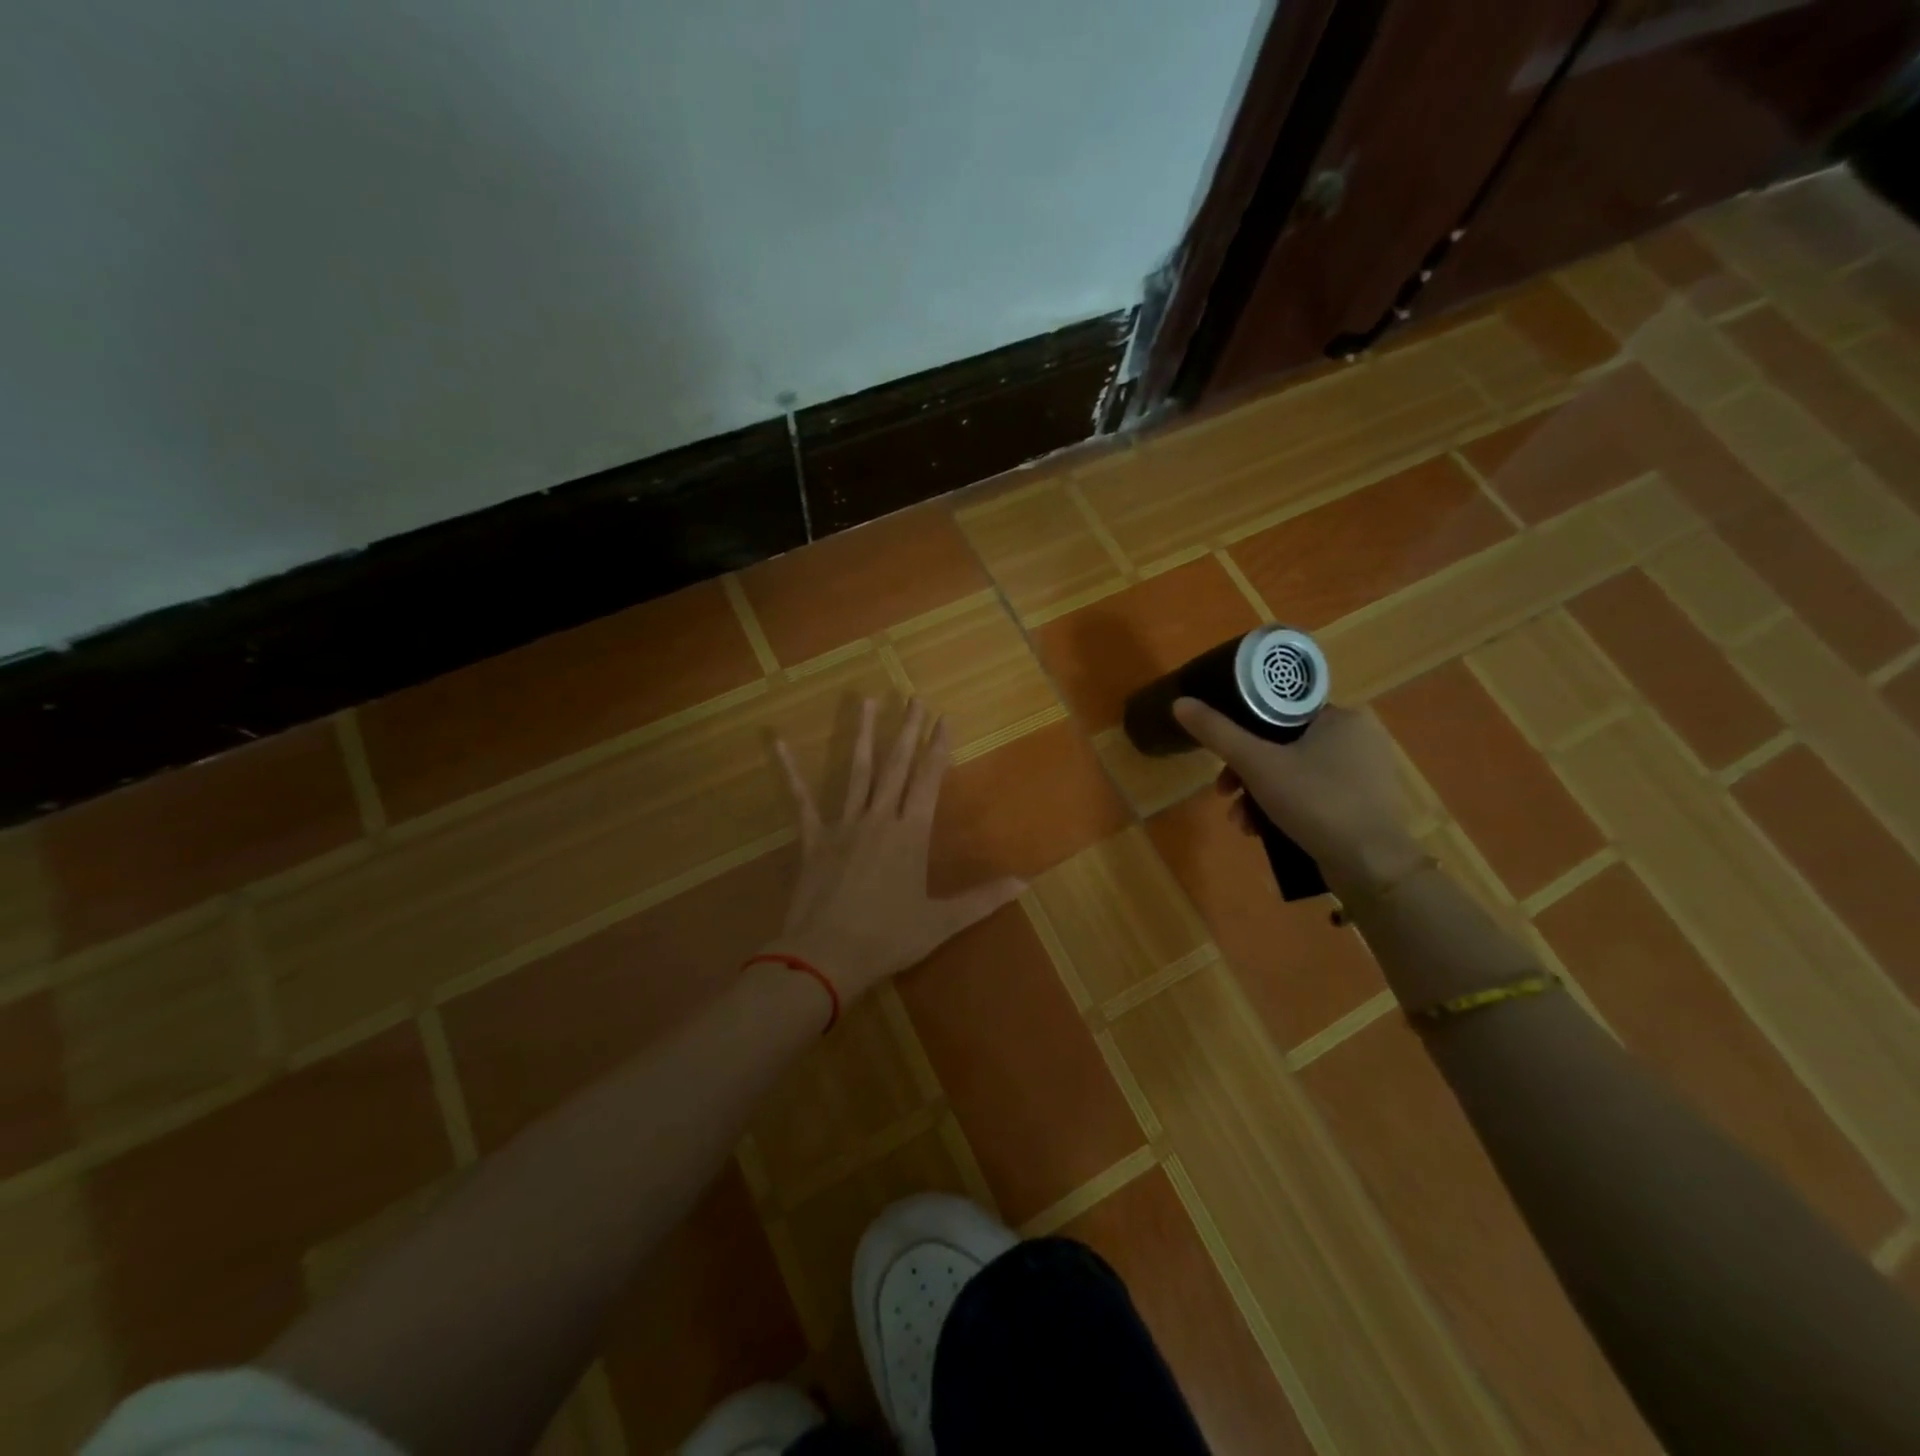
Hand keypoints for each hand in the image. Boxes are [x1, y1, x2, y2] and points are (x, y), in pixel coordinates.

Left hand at [767, 697, 1026, 1006]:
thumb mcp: (942, 922)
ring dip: (864, 735)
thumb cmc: (888, 938)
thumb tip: (1025, 882)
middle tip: (914, 698)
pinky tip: (779, 741)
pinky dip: (790, 770)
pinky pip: (801, 800)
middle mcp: (880, 819)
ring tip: (867, 700)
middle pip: (897, 766)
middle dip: (908, 730)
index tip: (945, 717)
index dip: (938, 747)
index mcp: (911, 834)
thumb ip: (983, 899)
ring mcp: (843, 825)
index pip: (929, 780)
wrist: (826, 956)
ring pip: (857, 772)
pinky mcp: (813, 839)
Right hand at [1170, 698, 1423, 893]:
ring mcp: (1361, 773)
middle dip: (1244, 775)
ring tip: (1242, 823)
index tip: (1220, 758)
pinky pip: (1309, 794)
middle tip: (1224, 795)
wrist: (1371, 866)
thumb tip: (1180, 702)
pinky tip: (1263, 832)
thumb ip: (1217, 733)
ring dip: (1257, 796)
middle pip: (1280, 745)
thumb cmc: (1316, 802)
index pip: (1278, 711)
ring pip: (1291, 773)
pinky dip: (1282, 809)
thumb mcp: (1257, 764)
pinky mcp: (1360, 804)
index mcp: (1339, 717)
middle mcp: (1356, 738)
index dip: (1241, 732)